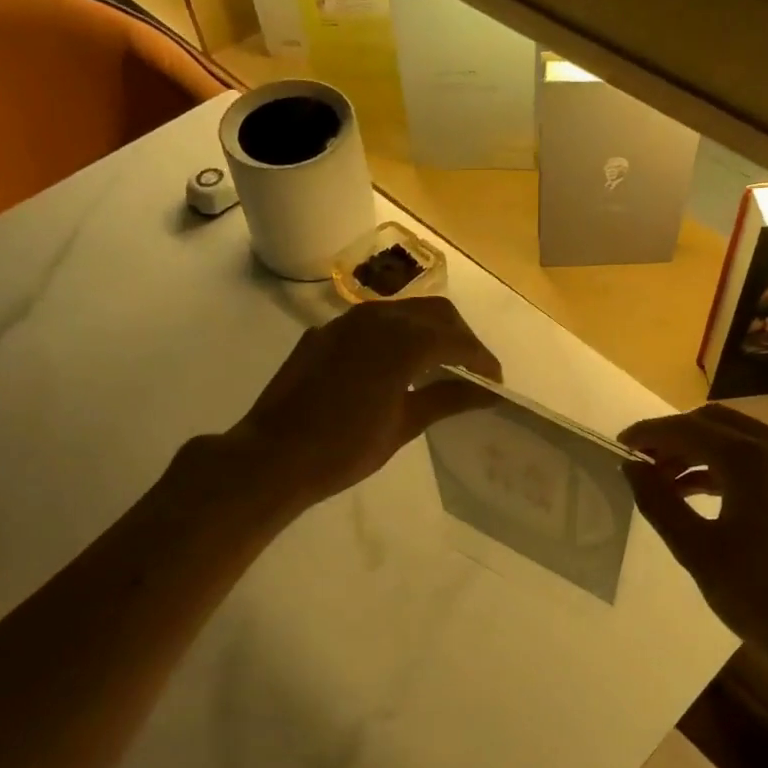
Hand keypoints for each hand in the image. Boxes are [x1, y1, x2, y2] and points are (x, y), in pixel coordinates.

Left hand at [223, 297, 501, 508]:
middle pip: (435, 313)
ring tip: (438, 367)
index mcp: (403, 341)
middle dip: (460, 338)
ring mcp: (345, 322)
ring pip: (403, 312)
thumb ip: (447, 398)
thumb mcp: (403, 426)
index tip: (495, 383)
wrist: (273, 456)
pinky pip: (372, 323)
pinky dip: (395, 336)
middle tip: (472, 371)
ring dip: (428, 332)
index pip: (458, 341)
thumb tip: (486, 391)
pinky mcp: (324, 333)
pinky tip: (394, 367)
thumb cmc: (344, 448)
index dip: (482, 360)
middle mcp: (377, 318)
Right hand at [620, 404, 767, 679]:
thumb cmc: (764, 598)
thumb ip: (659, 502)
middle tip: (641, 463)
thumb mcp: (699, 552)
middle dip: (673, 437)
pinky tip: (700, 489)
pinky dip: (725, 462)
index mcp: (750, 459)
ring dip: (698, 449)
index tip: (618, 445)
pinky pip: (758, 454)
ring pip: (737, 435)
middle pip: (712, 422)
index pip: (686, 429)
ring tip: (664, 480)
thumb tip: (631, 466)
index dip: (648, 434)